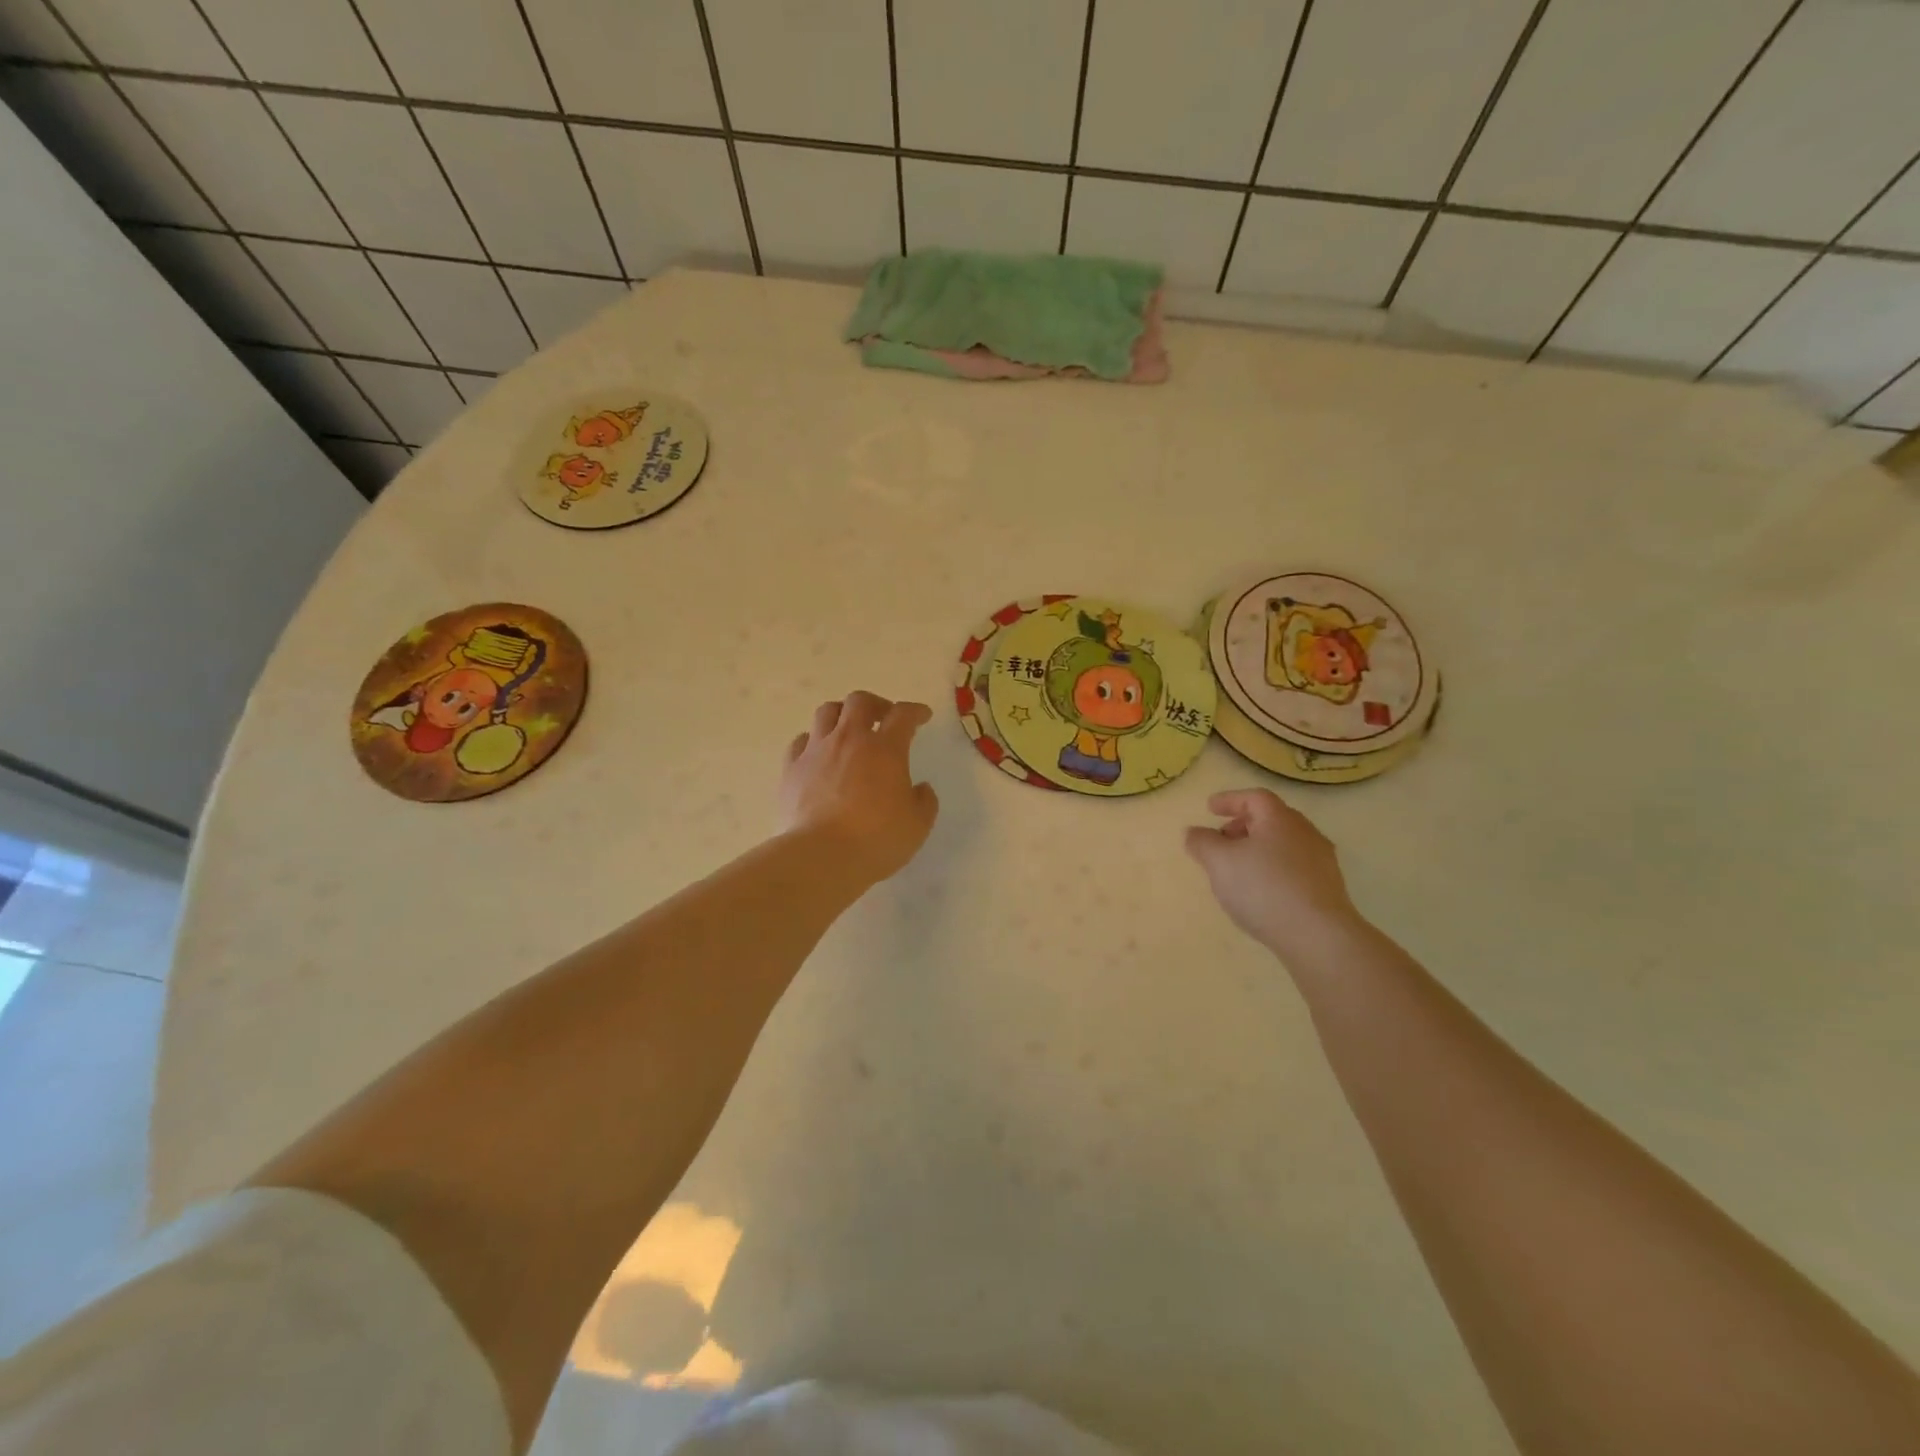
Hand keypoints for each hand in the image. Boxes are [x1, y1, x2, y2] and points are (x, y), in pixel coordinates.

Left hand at [781, 691, 939, 884]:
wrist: (820, 856)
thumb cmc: (876, 839)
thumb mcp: (917, 825)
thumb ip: (924, 801)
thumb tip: (920, 788)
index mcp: (885, 749)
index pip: (903, 715)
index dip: (915, 711)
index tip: (922, 715)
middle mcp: (849, 739)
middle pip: (859, 701)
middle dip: (876, 704)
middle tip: (884, 718)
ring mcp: (816, 751)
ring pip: (826, 712)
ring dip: (841, 714)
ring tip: (848, 729)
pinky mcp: (791, 768)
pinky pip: (801, 741)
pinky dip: (813, 741)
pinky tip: (818, 754)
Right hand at [1184, 789, 1364, 963]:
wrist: (1318, 936)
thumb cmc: (1264, 888)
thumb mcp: (1219, 862)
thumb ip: (1202, 842)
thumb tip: (1194, 832)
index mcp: (1280, 819)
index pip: (1254, 797)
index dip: (1230, 799)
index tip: (1209, 808)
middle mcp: (1305, 833)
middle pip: (1271, 819)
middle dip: (1243, 825)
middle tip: (1222, 838)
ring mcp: (1321, 861)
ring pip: (1284, 844)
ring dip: (1258, 848)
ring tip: (1238, 868)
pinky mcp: (1327, 888)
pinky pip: (1294, 867)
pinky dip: (1273, 868)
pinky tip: (1261, 891)